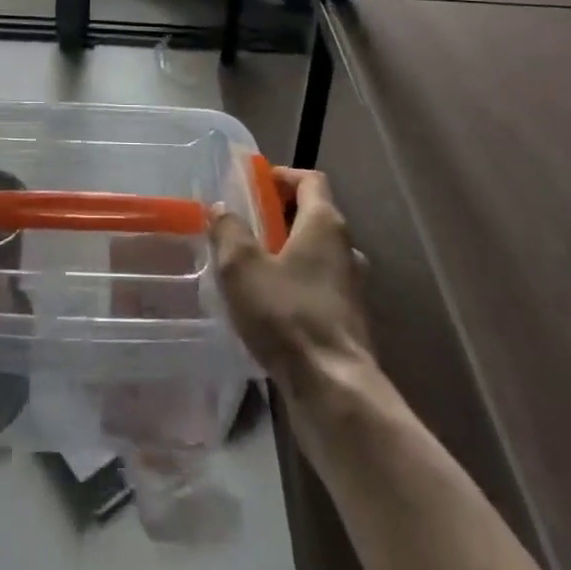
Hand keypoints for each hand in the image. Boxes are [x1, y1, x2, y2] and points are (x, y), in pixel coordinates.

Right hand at [211, 167, 372, 393]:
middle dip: (278, 217)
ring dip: (286, 254)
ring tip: (250, 268)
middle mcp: (345, 249)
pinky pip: (318, 288)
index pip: (310, 180)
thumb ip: (228, 231)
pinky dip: (295, 286)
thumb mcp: (242, 267)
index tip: (253, 184)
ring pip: (315, 256)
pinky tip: (267, 307)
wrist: (335, 393)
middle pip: (312, 216)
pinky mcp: (348, 323)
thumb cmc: (288, 316)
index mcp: (325, 224)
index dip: (281, 176)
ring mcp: (351, 289)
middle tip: (242, 226)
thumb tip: (219, 209)